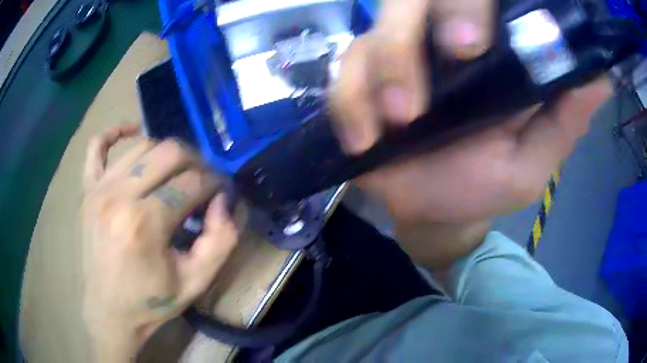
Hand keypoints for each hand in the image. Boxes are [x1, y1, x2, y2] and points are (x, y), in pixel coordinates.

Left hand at [81, 124, 238, 360]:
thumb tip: (224, 201)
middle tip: (203, 181)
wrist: (109, 312)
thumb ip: (222, 240)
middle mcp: (118, 196)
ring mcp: (98, 188)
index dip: (214, 184)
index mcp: (144, 224)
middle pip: (169, 153)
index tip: (222, 192)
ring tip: (176, 172)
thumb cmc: (151, 301)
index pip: (191, 184)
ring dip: (166, 153)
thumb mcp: (197, 282)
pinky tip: (131, 131)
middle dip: (195, 162)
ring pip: (142, 146)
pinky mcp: (87, 189)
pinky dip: (115, 131)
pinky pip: (97, 145)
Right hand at [331, 0, 610, 223]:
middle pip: (410, 2)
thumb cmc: (483, 183)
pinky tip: (364, 141)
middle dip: (408, 35)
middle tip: (422, 89)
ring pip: (371, 37)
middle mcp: (436, 41)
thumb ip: (565, 119)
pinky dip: (348, 105)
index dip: (466, 6)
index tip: (469, 44)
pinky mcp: (359, 84)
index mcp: (485, 52)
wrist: (433, 209)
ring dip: (379, 75)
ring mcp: (394, 59)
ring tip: (396, 125)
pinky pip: (343, 78)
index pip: (474, 1)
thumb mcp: (533, 159)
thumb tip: (601, 79)